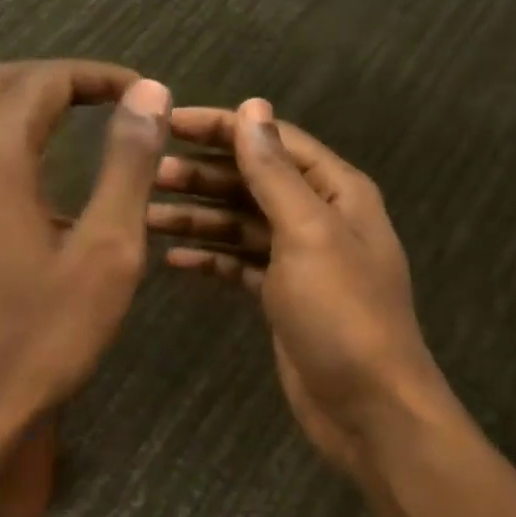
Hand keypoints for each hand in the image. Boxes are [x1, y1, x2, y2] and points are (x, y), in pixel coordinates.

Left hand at [0, 60, 171, 491]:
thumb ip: (128, 163)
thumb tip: (149, 93)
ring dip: (20, 100)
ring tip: (71, 117)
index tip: (143, 93)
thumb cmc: (41, 333)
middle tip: (112, 99)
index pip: (44, 81)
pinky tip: (25, 165)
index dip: (98, 77)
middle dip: (58, 81)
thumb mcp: (106, 249)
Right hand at [147, 99, 449, 479]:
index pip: (273, 141)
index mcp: (336, 191)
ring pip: (242, 222)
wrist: (368, 407)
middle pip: (254, 180)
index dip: (223, 127)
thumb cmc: (342, 312)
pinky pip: (241, 263)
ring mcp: (301, 259)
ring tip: (147, 213)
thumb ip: (275, 172)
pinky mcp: (283, 296)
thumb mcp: (308, 233)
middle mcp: (320, 217)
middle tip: (149, 173)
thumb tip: (252, 109)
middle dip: (204, 174)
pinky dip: (211, 257)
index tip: (168, 122)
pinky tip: (174, 257)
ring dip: (200, 215)